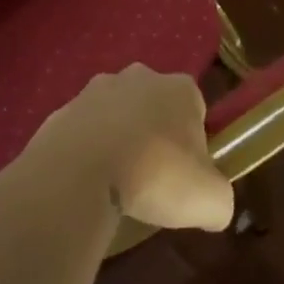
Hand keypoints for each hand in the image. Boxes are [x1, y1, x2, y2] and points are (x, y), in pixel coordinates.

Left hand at [26, 65, 234, 231]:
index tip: (186, 173)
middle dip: (154, 135)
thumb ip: (220, 200)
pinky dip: (87, 151)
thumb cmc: (155, 175)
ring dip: (119, 140)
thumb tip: (213, 206)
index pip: (196, 109)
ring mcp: (95, 89)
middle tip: (152, 178)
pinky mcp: (63, 109)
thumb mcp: (210, 201)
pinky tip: (88, 181)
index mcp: (179, 89)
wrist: (79, 173)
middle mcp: (138, 77)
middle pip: (154, 107)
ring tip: (117, 182)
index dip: (194, 142)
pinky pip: (84, 131)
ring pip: (116, 115)